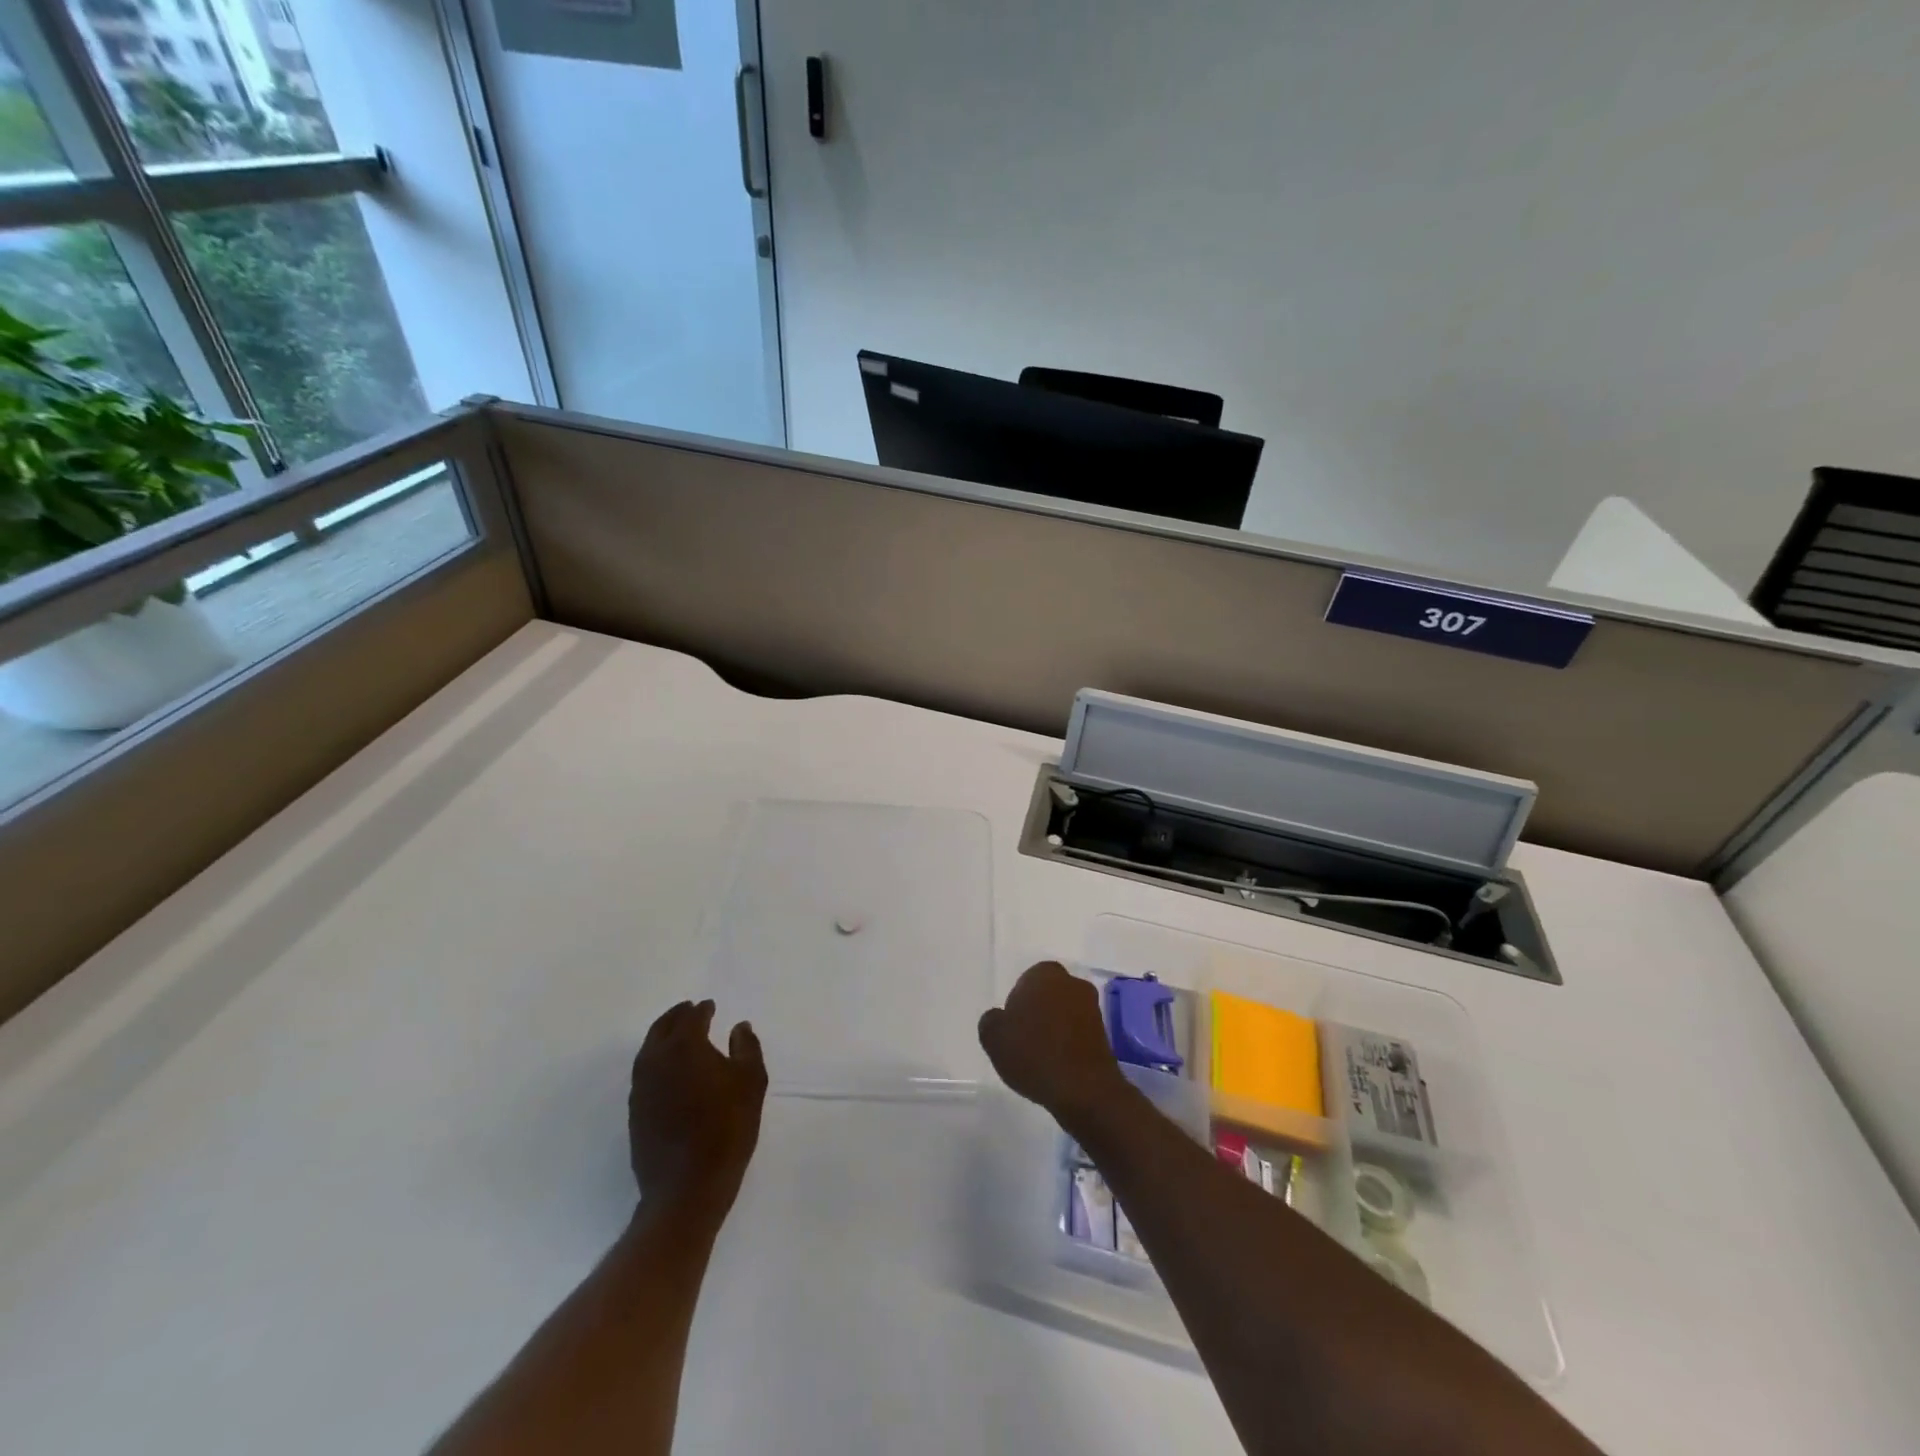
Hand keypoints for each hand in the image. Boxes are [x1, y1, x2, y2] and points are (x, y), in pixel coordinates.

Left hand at [628, 1000, 767, 1218]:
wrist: (687, 1187)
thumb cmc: (727, 1128)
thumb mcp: (751, 1082)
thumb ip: (747, 1048)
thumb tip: (739, 1027)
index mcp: (684, 1047)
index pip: (692, 1017)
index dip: (703, 1009)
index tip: (711, 1006)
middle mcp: (656, 1060)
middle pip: (662, 1028)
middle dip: (677, 1016)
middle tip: (690, 1010)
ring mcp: (641, 1088)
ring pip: (648, 1049)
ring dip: (663, 1036)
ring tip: (679, 1036)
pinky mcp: (635, 1112)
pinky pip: (644, 1072)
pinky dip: (656, 1060)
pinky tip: (670, 1070)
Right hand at [978, 961, 1128, 1124]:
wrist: (1084, 1089)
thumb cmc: (1034, 1054)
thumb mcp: (993, 1037)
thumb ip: (991, 1020)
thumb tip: (999, 1018)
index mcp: (1045, 974)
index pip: (1026, 981)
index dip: (1016, 1004)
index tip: (1012, 1028)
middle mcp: (1072, 983)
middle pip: (1047, 995)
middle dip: (1037, 1012)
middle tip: (1024, 1041)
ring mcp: (1092, 1008)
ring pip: (1064, 1013)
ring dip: (1054, 1029)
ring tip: (1041, 1057)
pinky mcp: (1104, 1034)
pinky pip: (1077, 1033)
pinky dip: (1068, 1044)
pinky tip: (1058, 1066)